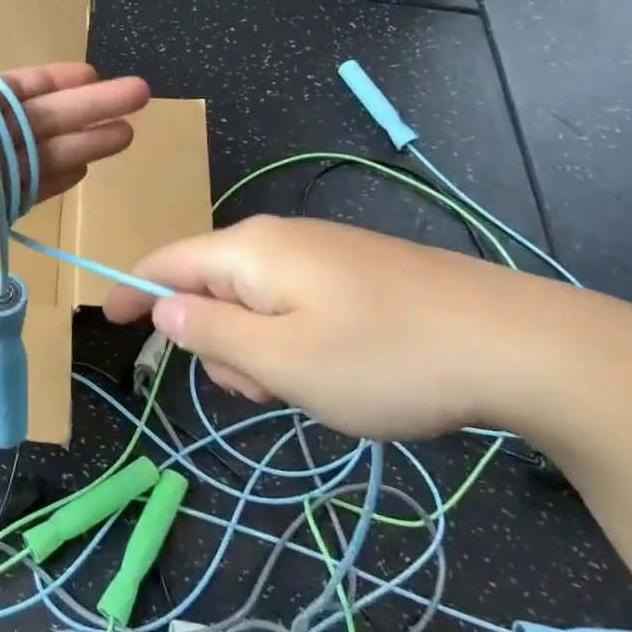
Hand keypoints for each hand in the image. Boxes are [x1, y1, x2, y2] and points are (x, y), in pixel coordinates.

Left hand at [0, 0, 150, 322]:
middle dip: (91, 109)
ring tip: (128, 134)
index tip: (96, 74)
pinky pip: (27, 194)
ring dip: (84, 143)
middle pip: (41, 120)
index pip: (16, 89)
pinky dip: (56, 181)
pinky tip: (87, 170)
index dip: (57, 81)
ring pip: (41, 157)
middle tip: (141, 97)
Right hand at [103, 215, 597, 437]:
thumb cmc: (385, 358)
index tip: (109, 320)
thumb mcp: (282, 361)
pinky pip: (295, 304)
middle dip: (216, 343)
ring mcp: (323, 253)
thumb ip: (209, 334)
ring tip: (309, 389)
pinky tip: (338, 372)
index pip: (166, 262)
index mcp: (250, 252)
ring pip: (255, 303)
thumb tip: (162, 308)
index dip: (133, 292)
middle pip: (211, 288)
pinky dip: (293, 342)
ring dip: (260, 351)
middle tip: (261, 391)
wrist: (522, 344)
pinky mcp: (357, 272)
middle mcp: (279, 240)